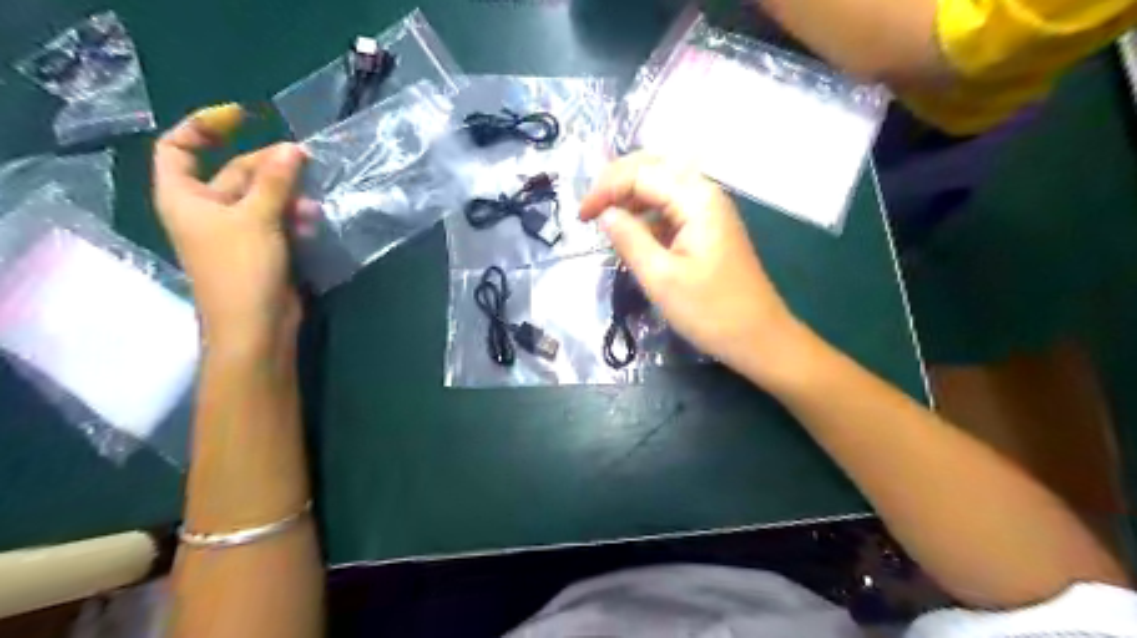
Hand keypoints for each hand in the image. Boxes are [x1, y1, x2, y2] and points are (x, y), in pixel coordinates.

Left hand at [154, 101, 307, 354]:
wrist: (256, 324)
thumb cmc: (242, 268)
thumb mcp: (257, 218)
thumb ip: (275, 181)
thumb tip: (293, 148)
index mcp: (185, 196)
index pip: (179, 148)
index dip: (203, 127)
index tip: (242, 119)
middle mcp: (208, 209)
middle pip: (235, 172)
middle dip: (269, 166)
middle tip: (305, 160)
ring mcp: (237, 230)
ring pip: (264, 197)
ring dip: (288, 195)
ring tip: (312, 203)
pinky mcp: (264, 247)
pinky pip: (278, 219)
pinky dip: (295, 216)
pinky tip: (313, 222)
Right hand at [581, 153, 802, 383]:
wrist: (759, 338)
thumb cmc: (710, 311)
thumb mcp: (661, 278)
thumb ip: (629, 239)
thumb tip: (604, 214)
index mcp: (696, 198)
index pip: (640, 173)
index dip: (605, 189)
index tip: (580, 217)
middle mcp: (705, 193)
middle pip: (653, 168)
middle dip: (616, 183)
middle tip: (589, 211)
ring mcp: (709, 209)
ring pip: (661, 185)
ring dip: (630, 196)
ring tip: (605, 221)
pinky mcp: (709, 227)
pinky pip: (671, 207)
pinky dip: (647, 213)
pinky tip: (633, 232)